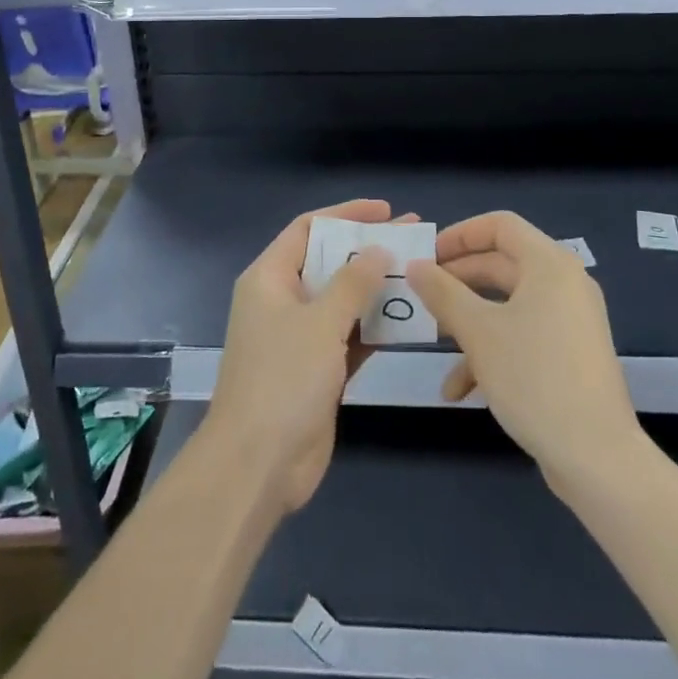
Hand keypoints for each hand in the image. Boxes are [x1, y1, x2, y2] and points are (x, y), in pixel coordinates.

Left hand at [205, 199, 415, 514]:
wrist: (258, 466)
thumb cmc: (282, 380)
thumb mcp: (320, 323)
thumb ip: (352, 283)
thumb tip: (378, 249)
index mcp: (269, 278)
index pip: (308, 229)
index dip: (345, 215)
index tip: (384, 211)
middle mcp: (282, 301)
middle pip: (329, 263)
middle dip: (368, 250)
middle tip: (412, 239)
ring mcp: (299, 338)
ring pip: (343, 301)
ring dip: (376, 289)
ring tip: (419, 274)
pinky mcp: (317, 370)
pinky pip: (350, 336)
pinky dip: (374, 327)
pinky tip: (409, 318)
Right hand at [407, 211, 640, 492]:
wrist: (598, 459)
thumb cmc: (535, 378)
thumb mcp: (479, 331)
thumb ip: (443, 293)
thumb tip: (415, 266)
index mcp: (549, 264)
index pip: (500, 225)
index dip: (460, 234)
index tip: (428, 254)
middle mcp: (564, 283)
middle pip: (502, 264)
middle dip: (458, 280)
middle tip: (422, 293)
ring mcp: (570, 321)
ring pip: (508, 304)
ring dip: (469, 320)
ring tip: (435, 340)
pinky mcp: (570, 355)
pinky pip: (523, 335)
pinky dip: (492, 350)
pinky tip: (460, 388)